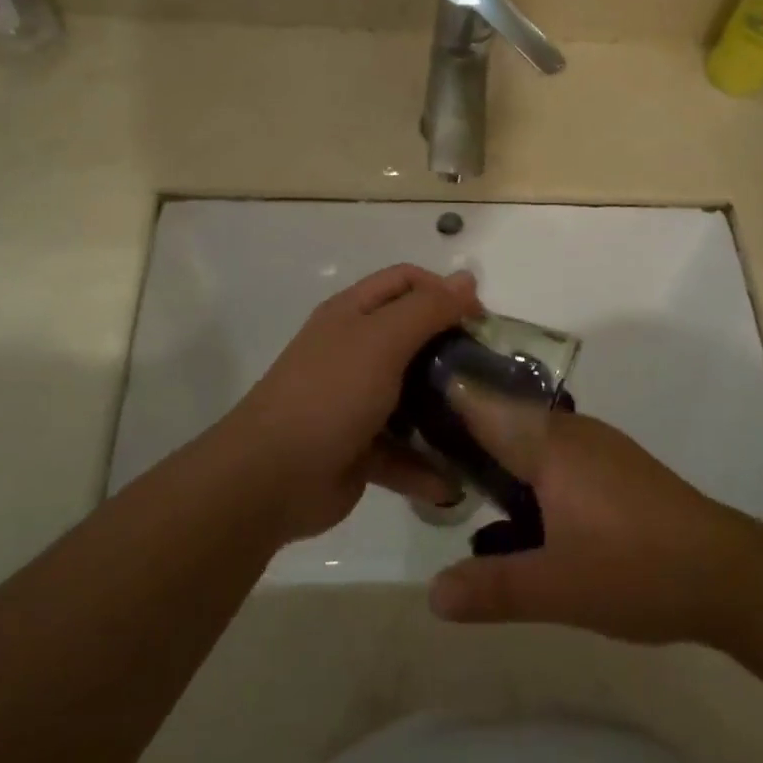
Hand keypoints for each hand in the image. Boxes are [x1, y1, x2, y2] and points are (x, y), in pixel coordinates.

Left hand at [221, 264, 479, 544]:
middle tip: (491, 373)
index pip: (406, 282)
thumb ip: (427, 308)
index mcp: (353, 314)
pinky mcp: (361, 449)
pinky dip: (426, 467)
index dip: (444, 290)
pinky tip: (455, 484)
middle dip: (453, 352)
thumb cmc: (331, 393)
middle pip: (413, 338)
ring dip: (446, 413)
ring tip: (486, 426)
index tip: (481, 320)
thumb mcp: (382, 340)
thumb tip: (467, 278)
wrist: (271, 477)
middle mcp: (354, 351)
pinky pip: (403, 452)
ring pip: (413, 397)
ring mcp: (356, 401)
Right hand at [428, 392, 758, 644]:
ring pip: (533, 437)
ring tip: (465, 484)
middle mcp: (571, 431)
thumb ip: (492, 588)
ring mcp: (599, 447)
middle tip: (424, 453)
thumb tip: (431, 595)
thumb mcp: (556, 589)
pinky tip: (524, 511)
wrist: (729, 574)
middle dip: (465, 431)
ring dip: (500, 453)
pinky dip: (530, 469)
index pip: (482, 404)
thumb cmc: (636, 570)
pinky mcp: (618, 468)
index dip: (443, 398)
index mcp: (548, 443)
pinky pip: (558, 454)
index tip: (405, 402)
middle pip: (505, 416)